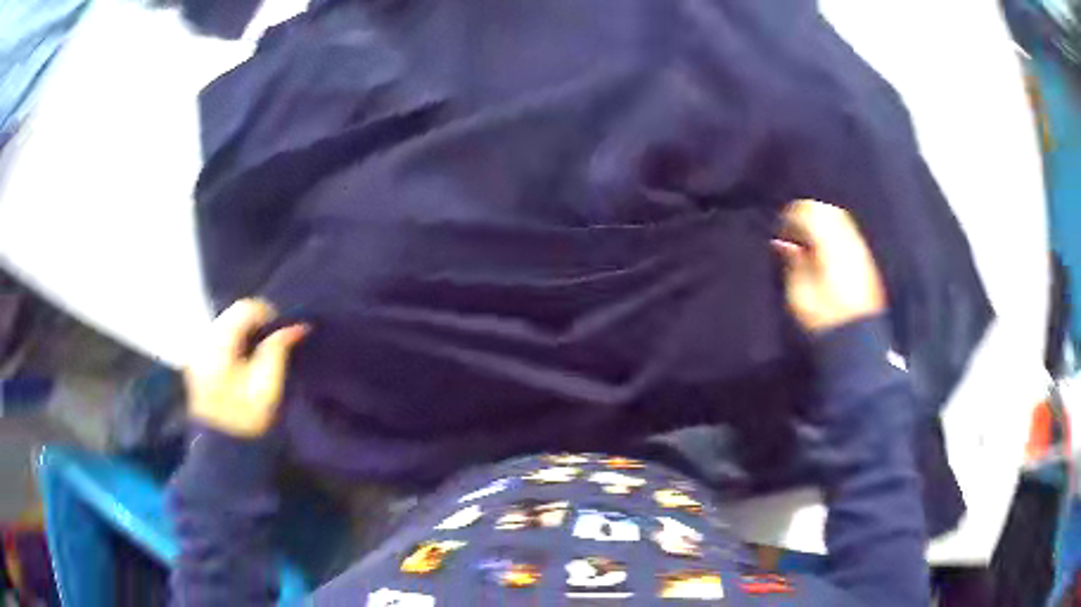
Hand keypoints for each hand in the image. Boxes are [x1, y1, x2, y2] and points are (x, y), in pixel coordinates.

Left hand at [186, 299, 308, 438]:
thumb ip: (279, 349)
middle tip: (272, 348)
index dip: (268, 315)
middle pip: (233, 314)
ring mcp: (197, 351)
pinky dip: (234, 344)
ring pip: (226, 324)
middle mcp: (203, 340)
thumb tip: (297, 325)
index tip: (281, 336)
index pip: (245, 308)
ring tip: (258, 357)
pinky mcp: (196, 362)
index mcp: (218, 344)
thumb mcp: (268, 385)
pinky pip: (218, 339)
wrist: (223, 449)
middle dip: (255, 325)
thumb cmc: (247, 418)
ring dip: (245, 333)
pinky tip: (242, 365)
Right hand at [773, 200, 885, 333]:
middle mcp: (848, 240)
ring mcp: (860, 250)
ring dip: (822, 224)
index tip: (780, 234)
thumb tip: (782, 243)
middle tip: (793, 234)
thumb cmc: (824, 318)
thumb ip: (792, 262)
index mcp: (829, 243)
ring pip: (840, 220)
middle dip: (808, 216)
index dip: (790, 218)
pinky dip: (835, 235)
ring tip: (809, 242)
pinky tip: (826, 252)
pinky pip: (849, 234)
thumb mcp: (799, 292)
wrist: (856, 340)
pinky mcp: (866, 262)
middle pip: (826, 211)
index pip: (808, 212)